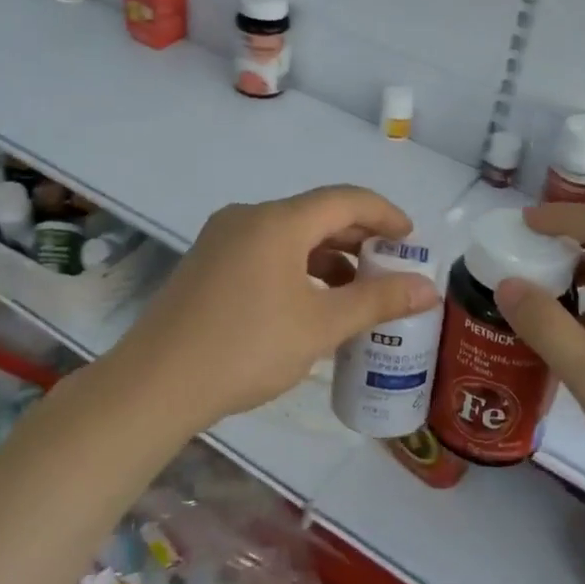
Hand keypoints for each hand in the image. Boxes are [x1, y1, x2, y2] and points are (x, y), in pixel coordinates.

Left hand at [110, 185, 441, 430]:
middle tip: (391, 265)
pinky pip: (266, 251)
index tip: (412, 239)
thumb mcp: (320, 326)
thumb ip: (377, 301)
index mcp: (277, 221)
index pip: (345, 200)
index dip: (384, 214)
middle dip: (358, 237)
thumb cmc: (246, 348)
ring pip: (289, 234)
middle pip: (316, 214)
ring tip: (357, 288)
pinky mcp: (207, 263)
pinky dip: (297, 266)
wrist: (156, 384)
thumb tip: (428, 287)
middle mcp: (248, 217)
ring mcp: (222, 238)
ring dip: (328, 255)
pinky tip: (311, 300)